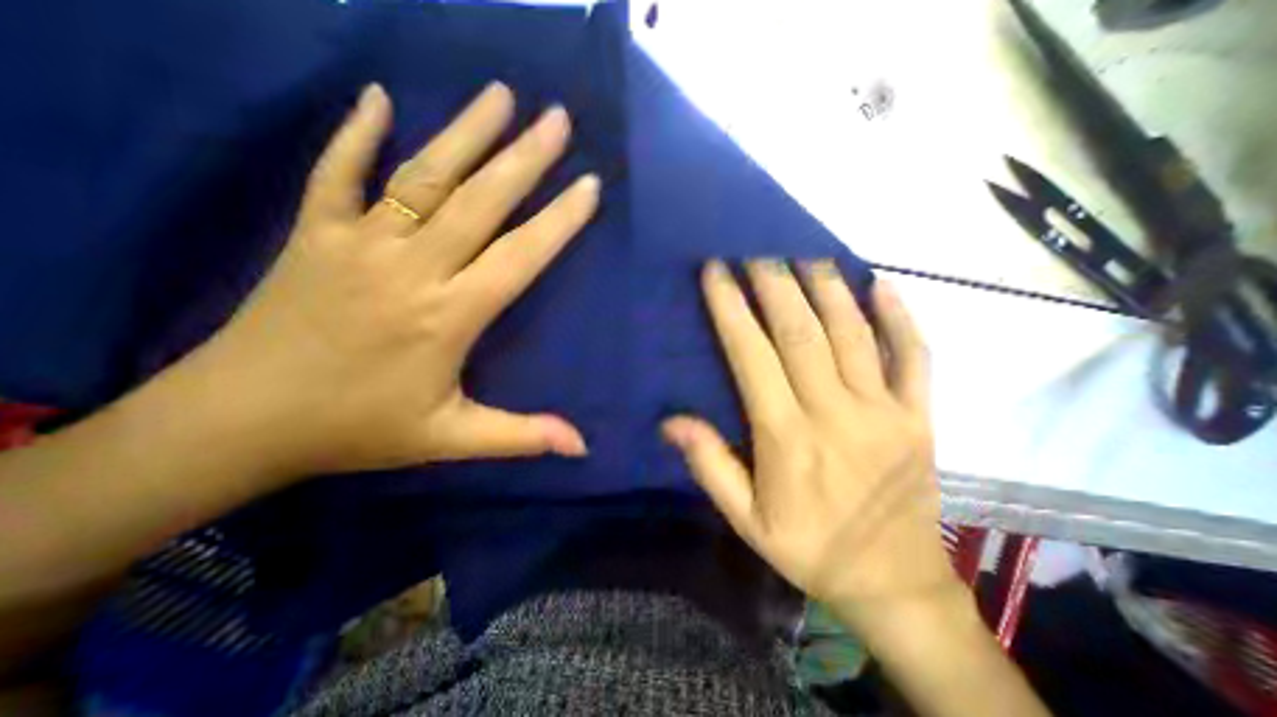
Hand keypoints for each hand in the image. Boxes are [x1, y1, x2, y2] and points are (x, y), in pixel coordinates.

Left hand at [172, 81, 599, 479]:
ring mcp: (358, 243)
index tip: (590, 185)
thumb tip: (581, 446)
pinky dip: (355, 133)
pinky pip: (337, 172)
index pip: (520, 256)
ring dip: (465, 132)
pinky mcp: (314, 234)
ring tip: (501, 95)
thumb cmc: (357, 431)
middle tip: (559, 119)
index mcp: (449, 316)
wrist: (239, 424)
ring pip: (423, 177)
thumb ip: (521, 436)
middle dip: (525, 157)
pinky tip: (378, 97)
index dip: (559, 220)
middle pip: (479, 201)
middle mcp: (412, 268)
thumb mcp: (450, 440)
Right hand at [663, 262, 951, 619]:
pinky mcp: (921, 418)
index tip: (717, 273)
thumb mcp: (746, 520)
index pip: (753, 357)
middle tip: (757, 249)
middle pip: (802, 333)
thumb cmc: (810, 548)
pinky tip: (881, 284)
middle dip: (775, 284)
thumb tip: (671, 421)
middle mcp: (836, 414)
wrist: (894, 584)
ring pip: (854, 334)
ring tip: (805, 253)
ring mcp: (886, 412)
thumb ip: (710, 466)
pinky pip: (916, 358)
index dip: (732, 310)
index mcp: (788, 438)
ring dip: (826, 288)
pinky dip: (900, 317)